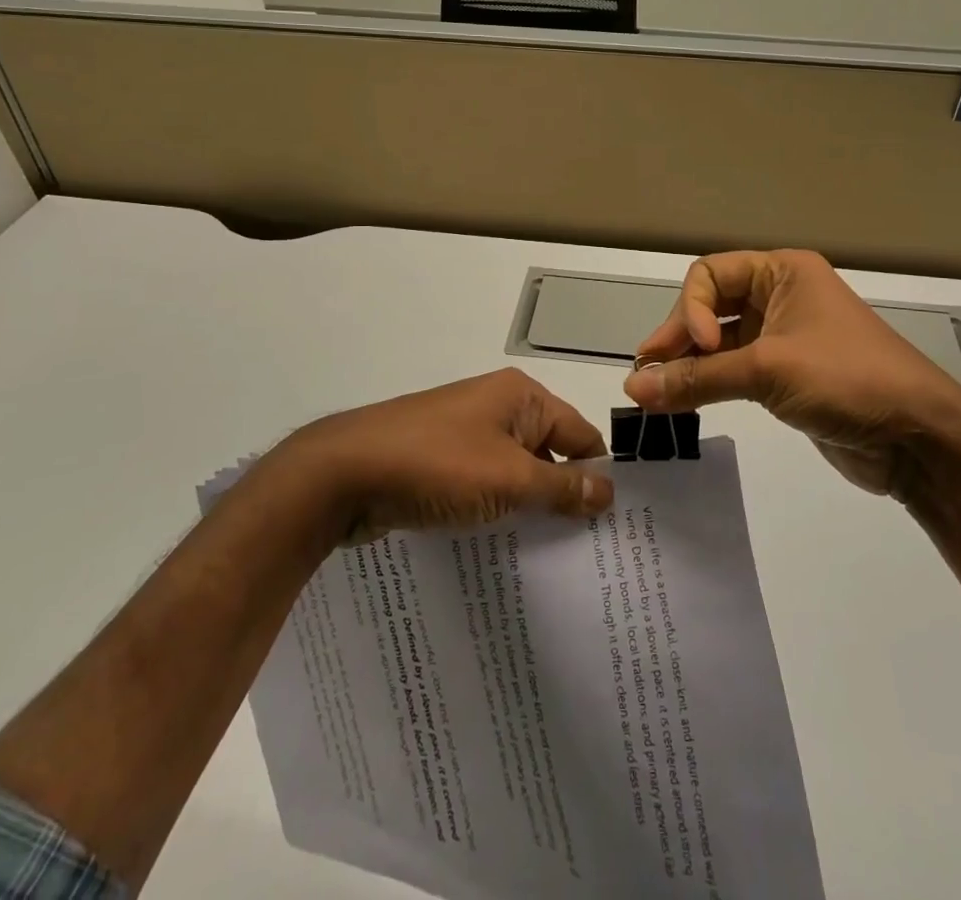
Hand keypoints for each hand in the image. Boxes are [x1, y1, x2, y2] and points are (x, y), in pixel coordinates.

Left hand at [272, 369, 614, 543]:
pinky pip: (483, 485)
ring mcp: (465, 434)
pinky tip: (505, 552)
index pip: (580, 433)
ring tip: (555, 562)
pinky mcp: (441, 461)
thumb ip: (562, 487)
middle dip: (565, 497)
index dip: (597, 475)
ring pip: (514, 474)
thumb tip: (609, 492)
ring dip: (529, 509)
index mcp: (521, 397)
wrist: (345, 472)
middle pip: (549, 453)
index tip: (616, 527)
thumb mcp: (509, 479)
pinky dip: (496, 512)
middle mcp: (497, 408)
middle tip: (591, 554)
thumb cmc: (437, 465)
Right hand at [621, 250, 960, 498]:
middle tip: (647, 373)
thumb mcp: (768, 371)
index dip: (692, 308)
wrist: (918, 438)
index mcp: (783, 273)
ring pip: (719, 341)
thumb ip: (697, 379)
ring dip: (688, 364)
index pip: (711, 275)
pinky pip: (733, 370)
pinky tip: (683, 401)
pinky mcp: (785, 376)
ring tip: (654, 392)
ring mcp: (783, 338)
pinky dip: (708, 383)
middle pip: (710, 306)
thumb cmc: (846, 379)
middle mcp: (780, 297)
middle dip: (679, 337)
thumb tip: (633, 389)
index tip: (698, 347)